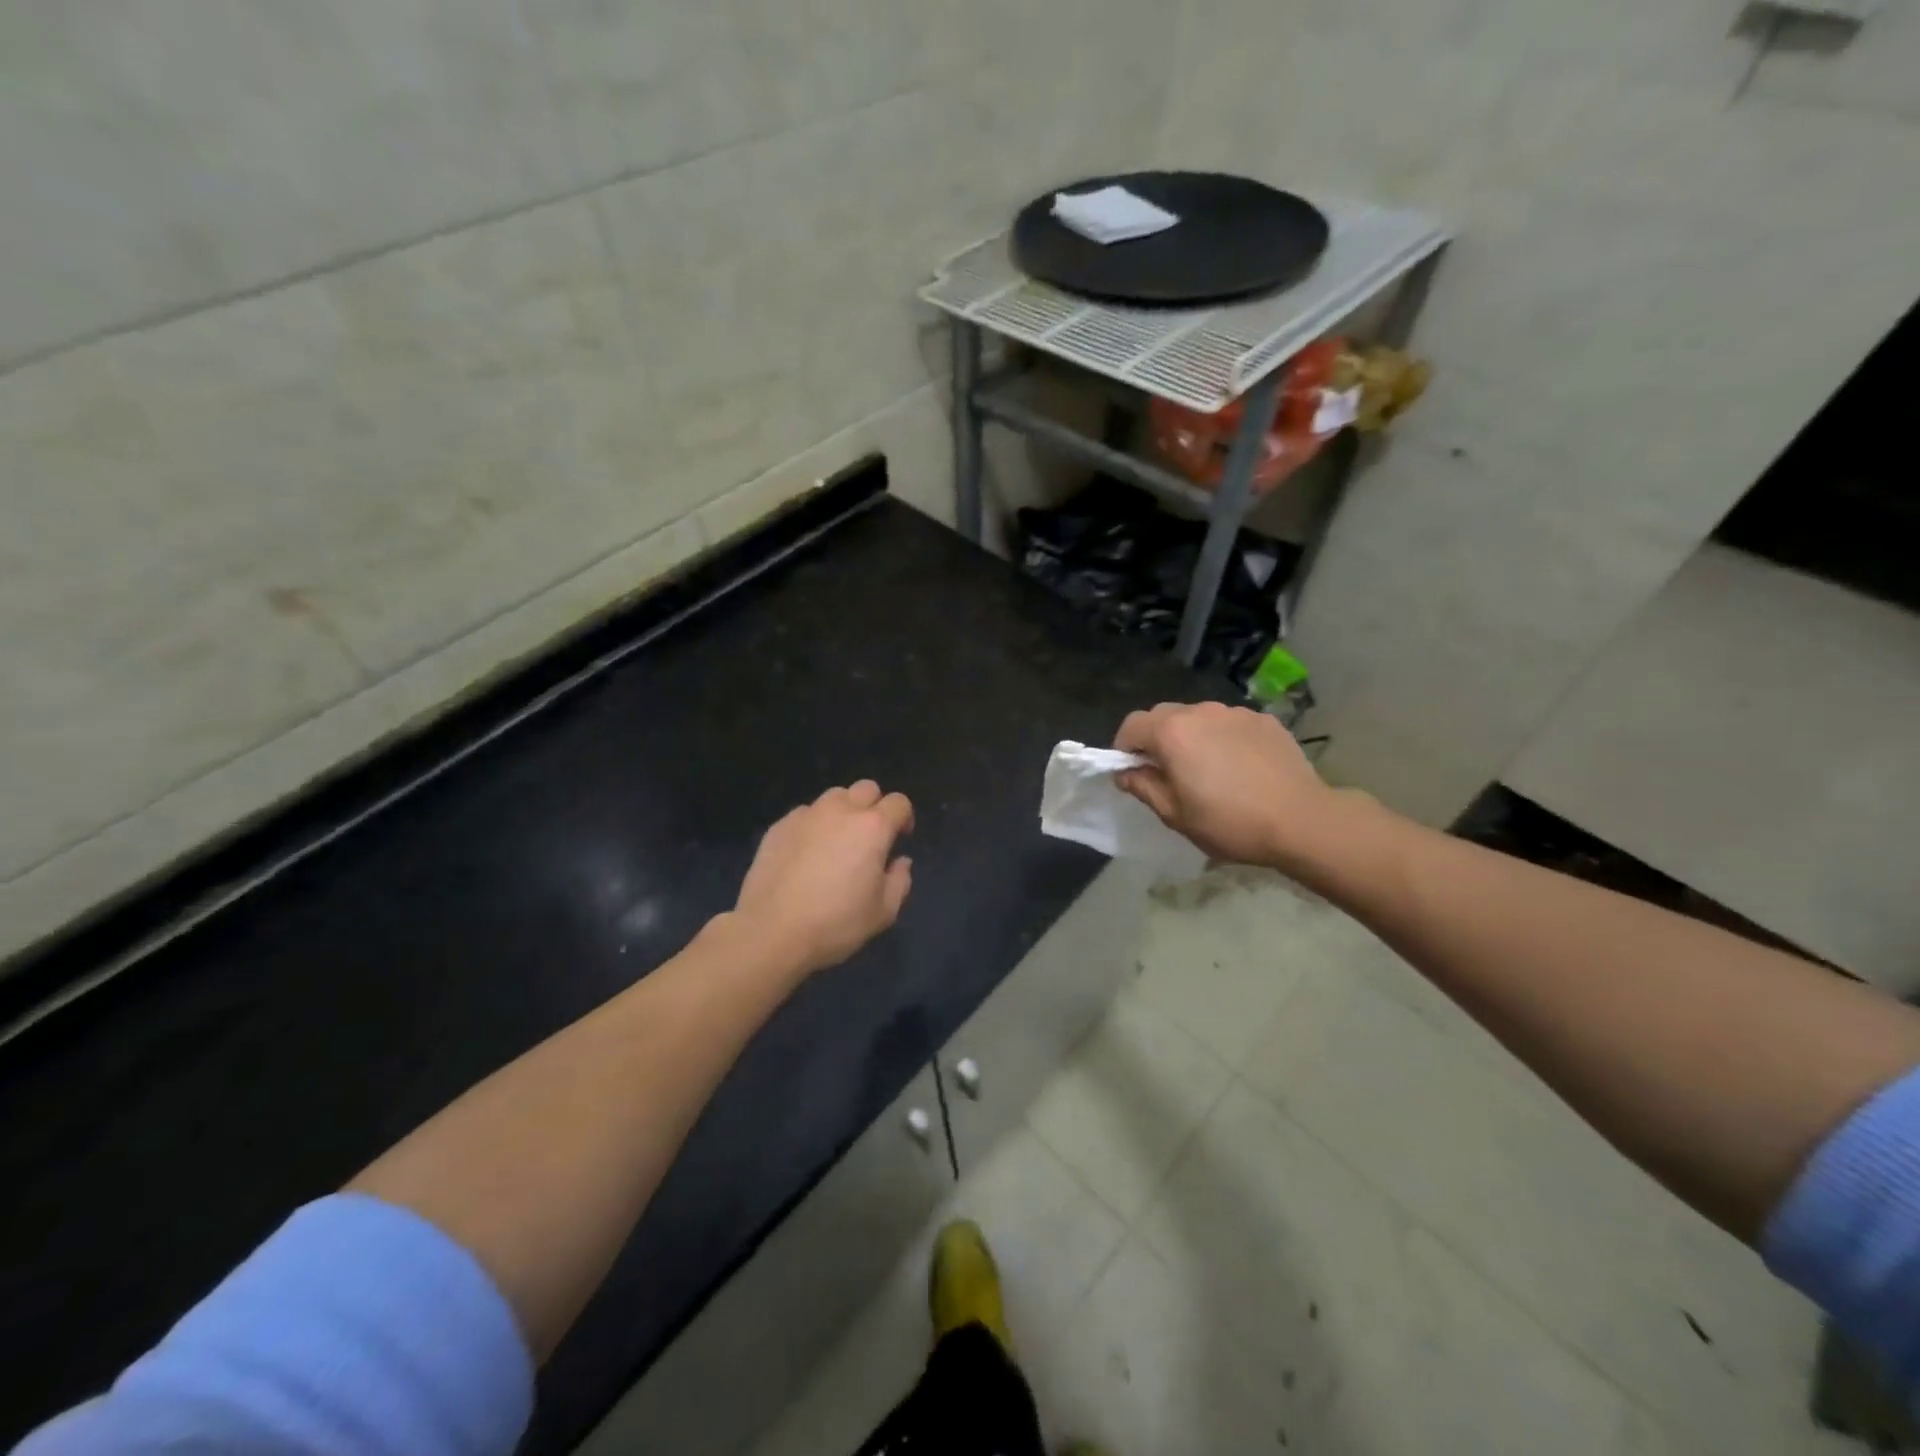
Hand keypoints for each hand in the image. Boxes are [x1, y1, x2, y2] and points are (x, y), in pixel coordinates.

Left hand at [733, 780, 914, 975]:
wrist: (771, 931)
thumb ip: (900, 881)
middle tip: (869, 837)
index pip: (899, 803)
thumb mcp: (883, 912)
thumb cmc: (836, 923)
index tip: (899, 840)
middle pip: (866, 788)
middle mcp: (841, 811)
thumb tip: (900, 861)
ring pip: (834, 796)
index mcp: (873, 828)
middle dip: (874, 806)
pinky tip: (806, 853)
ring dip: (843, 811)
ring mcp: (806, 815)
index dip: (904, 818)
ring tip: (836, 841)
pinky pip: (805, 813)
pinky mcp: (779, 826)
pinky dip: (813, 825)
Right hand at [1114, 701, 1345, 870]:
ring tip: (1208, 770)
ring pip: (1198, 718)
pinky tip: (1239, 767)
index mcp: (1172, 732)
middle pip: (1163, 716)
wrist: (1301, 820)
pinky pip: (1229, 724)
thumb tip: (1125, 772)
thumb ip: (1143, 787)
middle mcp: (1200, 711)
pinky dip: (1223, 739)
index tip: (1133, 772)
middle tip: (1168, 773)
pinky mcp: (1263, 720)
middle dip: (1156, 739)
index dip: (1124, 748)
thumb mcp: (1175, 814)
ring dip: (1191, 737)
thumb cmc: (1229, 822)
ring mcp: (1235, 712)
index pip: (1132, 725)